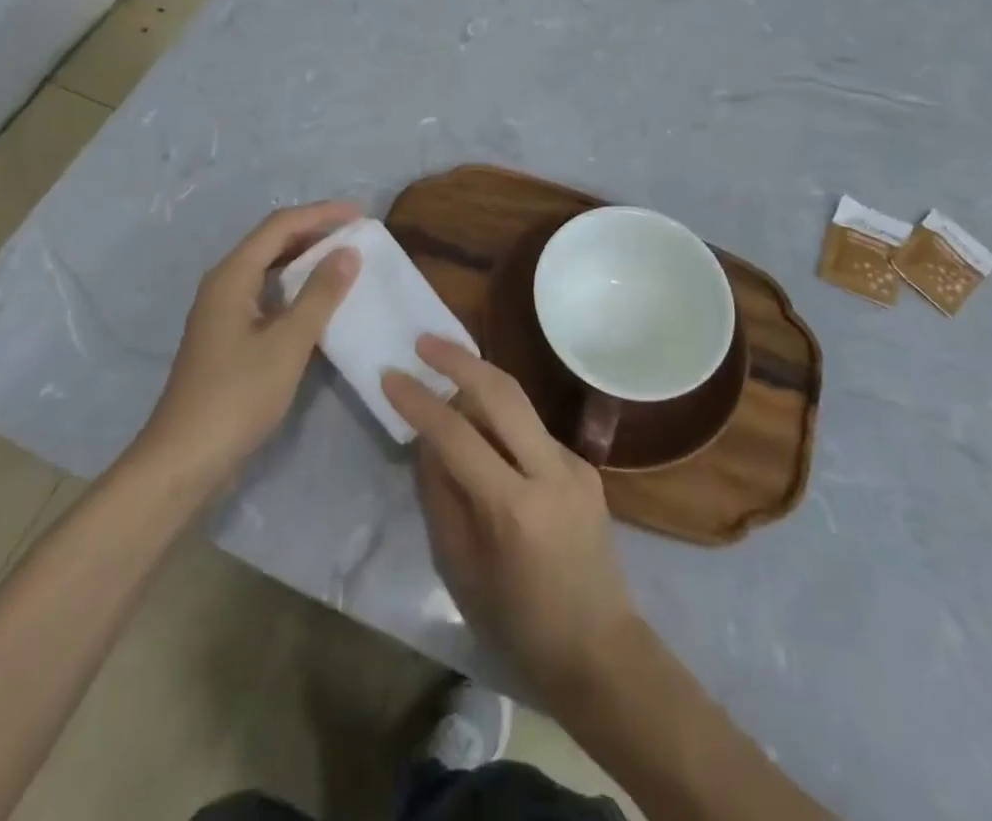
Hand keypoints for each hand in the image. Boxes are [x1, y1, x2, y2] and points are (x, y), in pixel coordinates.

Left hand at [138, 201, 361, 484]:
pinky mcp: (229, 337)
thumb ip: (320, 295)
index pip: (280, 226)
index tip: (360, 214)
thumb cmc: (237, 396)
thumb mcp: (288, 343)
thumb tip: (348, 252)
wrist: (184, 460)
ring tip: (346, 263)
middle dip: (315, 233)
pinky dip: (297, 290)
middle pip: (273, 242)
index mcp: (232, 276)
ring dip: (307, 261)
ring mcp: (224, 312)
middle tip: (357, 236)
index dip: (321, 214)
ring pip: (270, 270)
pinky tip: (321, 305)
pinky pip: (268, 296)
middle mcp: (224, 284)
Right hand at [383, 337, 640, 702]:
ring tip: (445, 372)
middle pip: (502, 392)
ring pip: (520, 403)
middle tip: (425, 340)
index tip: (390, 375)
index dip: (419, 402)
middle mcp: (550, 472)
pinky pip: (533, 430)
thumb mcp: (460, 569)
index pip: (457, 436)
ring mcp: (575, 465)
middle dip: (460, 358)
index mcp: (513, 508)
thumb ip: (440, 496)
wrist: (600, 650)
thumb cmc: (518, 624)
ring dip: (481, 382)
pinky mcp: (585, 467)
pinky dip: (502, 421)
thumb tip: (426, 440)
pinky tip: (484, 434)